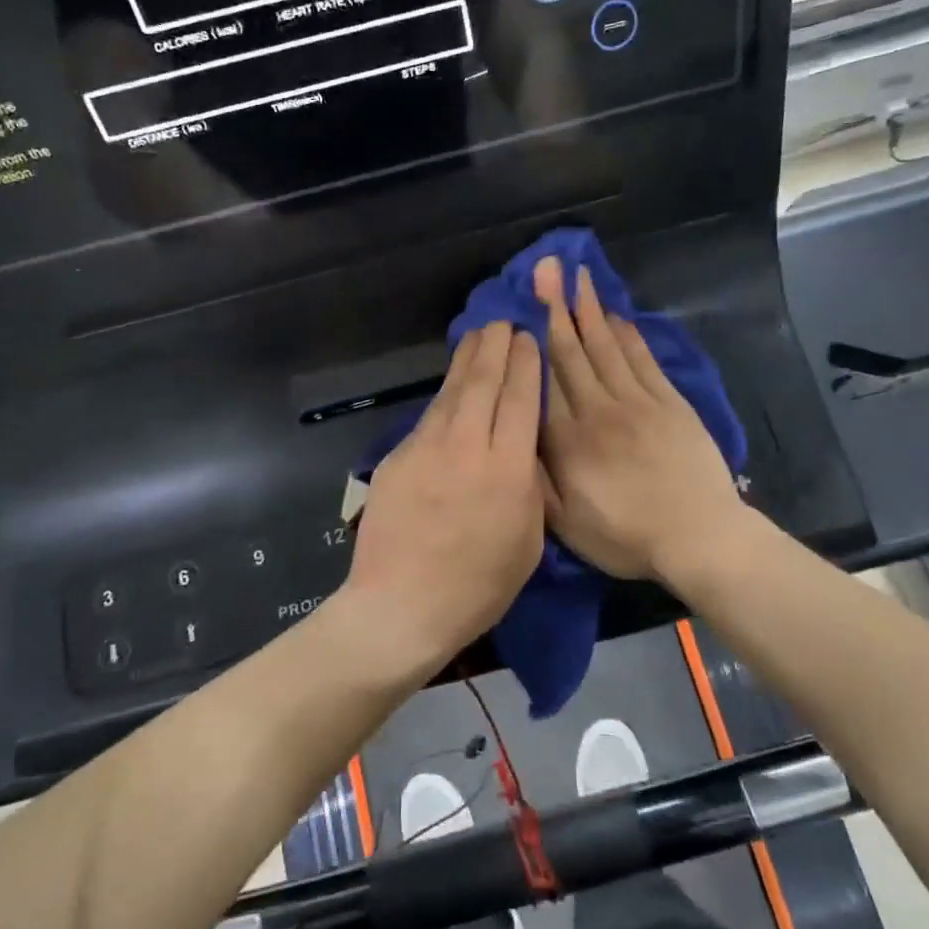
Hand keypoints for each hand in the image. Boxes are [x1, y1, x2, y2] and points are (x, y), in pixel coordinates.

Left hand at [344, 321, 545, 670]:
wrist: (401, 607)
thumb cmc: (477, 587)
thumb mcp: (528, 542)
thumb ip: (528, 487)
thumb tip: (522, 450)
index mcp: (507, 470)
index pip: (519, 399)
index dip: (526, 364)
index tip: (529, 339)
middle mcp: (467, 447)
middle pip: (483, 382)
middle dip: (496, 346)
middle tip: (503, 321)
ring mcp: (426, 449)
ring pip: (452, 392)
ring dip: (467, 359)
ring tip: (478, 335)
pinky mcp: (398, 458)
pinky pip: (430, 417)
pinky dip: (445, 395)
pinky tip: (451, 387)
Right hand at [535, 256, 744, 586]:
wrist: (699, 537)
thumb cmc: (626, 536)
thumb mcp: (566, 524)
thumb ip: (536, 478)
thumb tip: (515, 435)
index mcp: (568, 440)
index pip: (543, 378)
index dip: (530, 338)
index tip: (519, 304)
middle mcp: (598, 409)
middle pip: (572, 350)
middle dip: (556, 306)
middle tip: (546, 267)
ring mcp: (637, 401)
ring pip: (606, 346)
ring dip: (589, 309)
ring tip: (577, 276)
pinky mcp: (669, 402)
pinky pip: (642, 359)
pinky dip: (627, 334)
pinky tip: (616, 315)